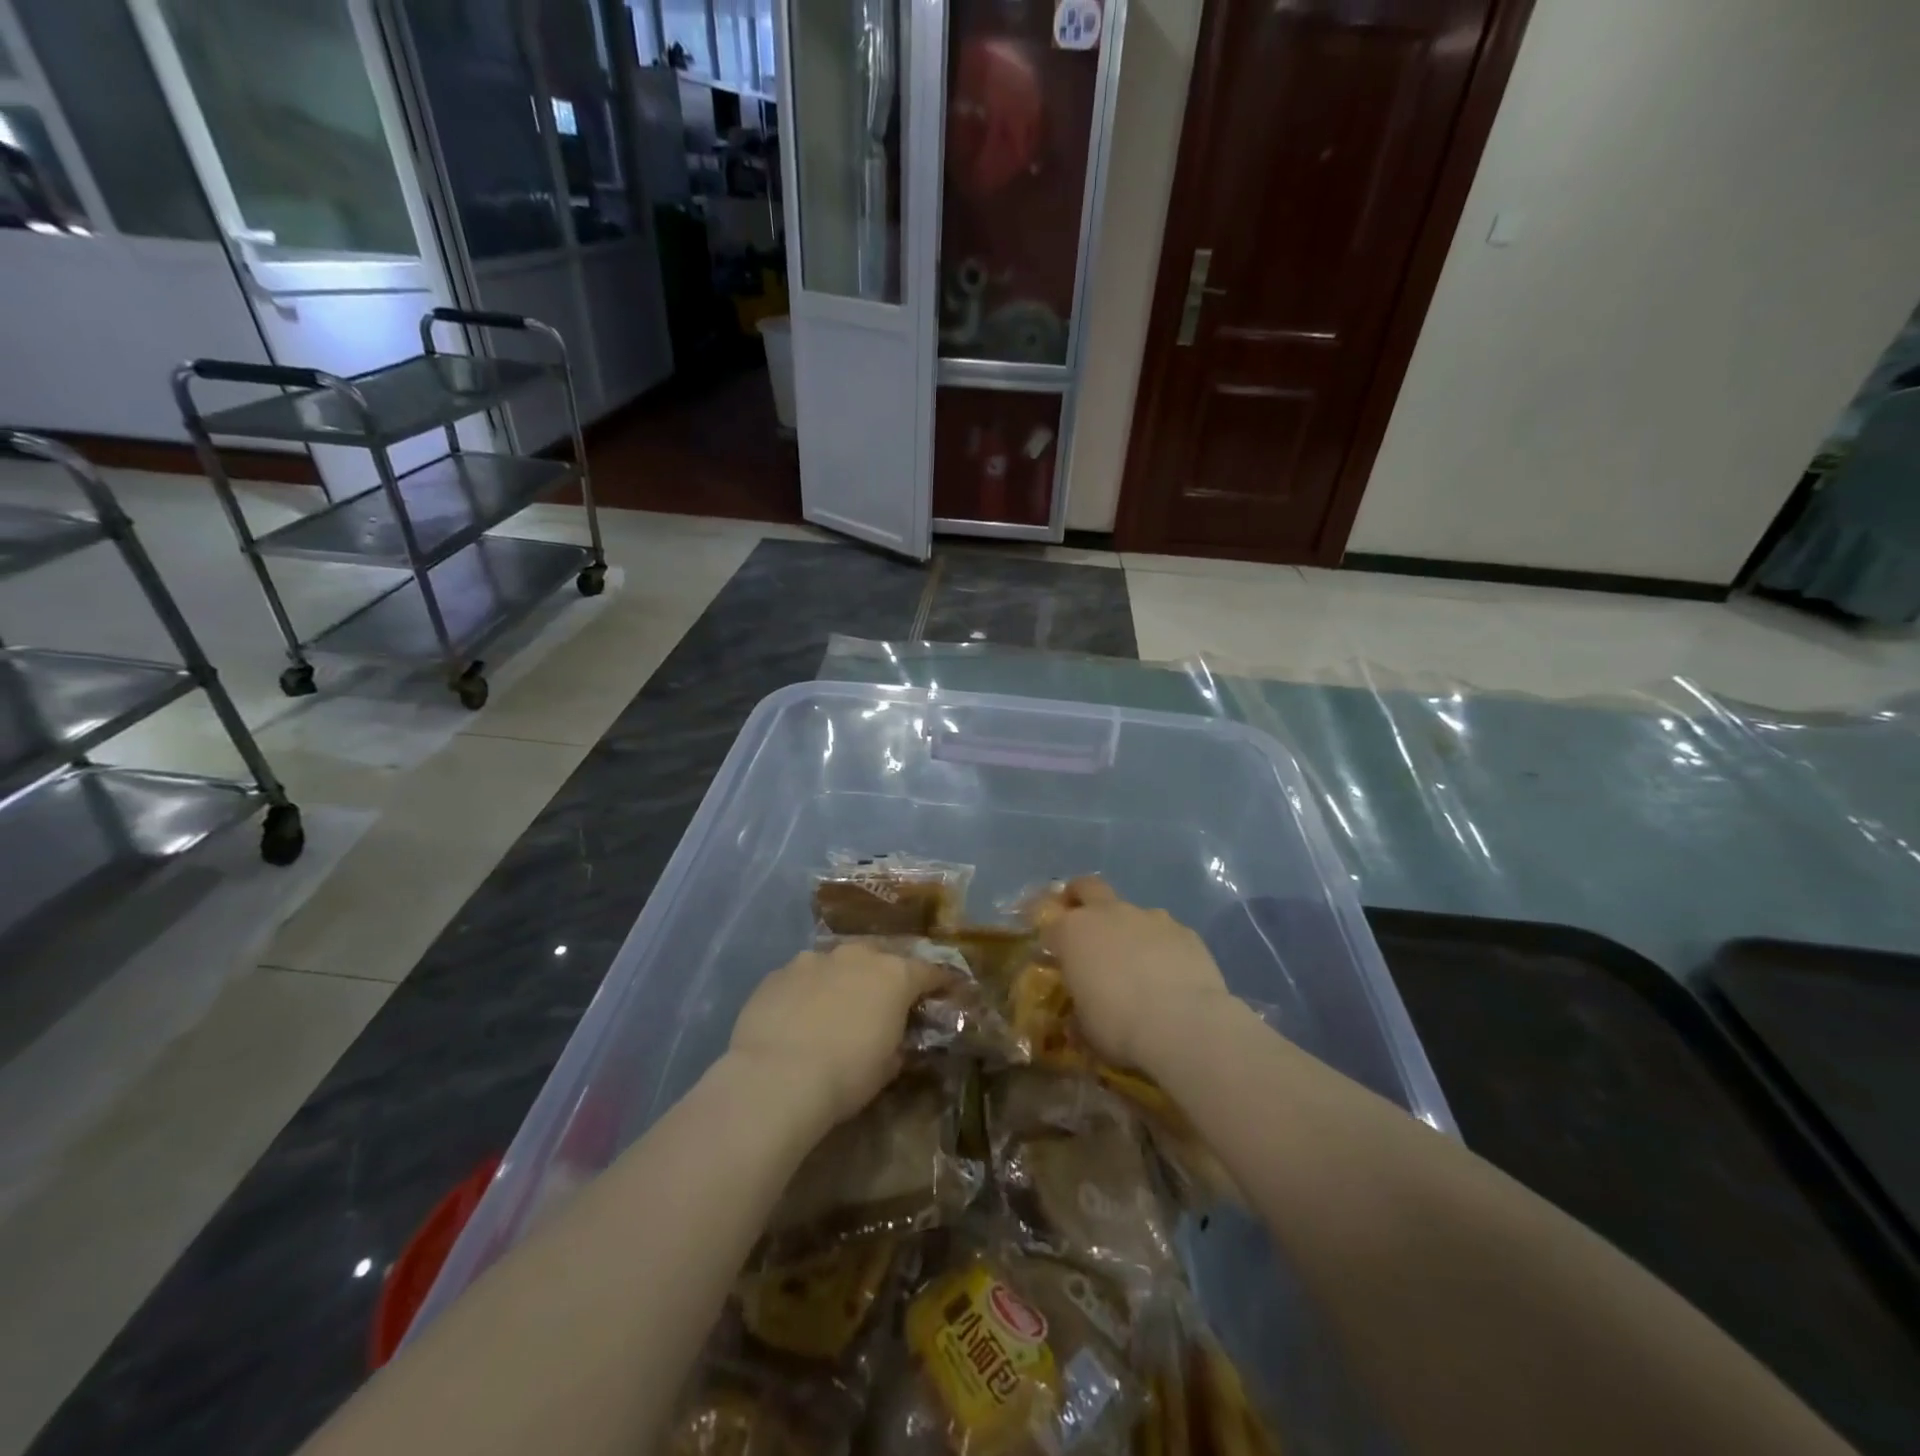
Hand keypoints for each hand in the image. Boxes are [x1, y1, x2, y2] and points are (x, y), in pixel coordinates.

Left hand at [729, 942, 947, 1126]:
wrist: (776, 1077)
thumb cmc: (846, 1075)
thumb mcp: (887, 1067)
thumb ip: (897, 1043)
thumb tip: (896, 1041)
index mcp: (894, 976)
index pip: (929, 972)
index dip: (940, 982)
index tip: (947, 991)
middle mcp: (857, 956)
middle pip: (880, 956)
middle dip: (885, 974)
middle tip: (883, 999)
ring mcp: (814, 959)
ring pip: (837, 962)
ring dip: (842, 979)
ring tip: (835, 1007)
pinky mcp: (778, 973)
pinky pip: (802, 977)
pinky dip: (807, 991)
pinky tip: (798, 1016)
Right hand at [1035, 877, 1231, 1068]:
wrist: (1184, 1025)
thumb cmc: (1119, 1026)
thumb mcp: (1085, 1029)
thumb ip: (1079, 1012)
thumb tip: (1078, 1018)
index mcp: (1073, 933)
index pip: (1050, 924)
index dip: (1051, 938)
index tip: (1053, 955)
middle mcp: (1108, 914)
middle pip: (1087, 887)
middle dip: (1080, 897)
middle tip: (1082, 920)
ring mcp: (1149, 917)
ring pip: (1131, 911)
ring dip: (1128, 929)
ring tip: (1136, 962)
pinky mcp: (1184, 931)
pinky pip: (1165, 933)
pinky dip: (1162, 947)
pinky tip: (1170, 974)